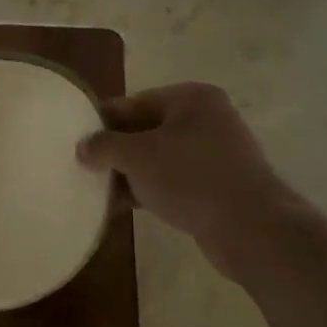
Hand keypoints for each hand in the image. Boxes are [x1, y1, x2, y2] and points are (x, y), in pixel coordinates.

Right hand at [77, 83, 289, 264]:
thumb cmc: (190, 177)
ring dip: (130, 173)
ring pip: (159, 158)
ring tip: (98, 191)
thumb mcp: (137, 156)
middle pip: (147, 129)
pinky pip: (173, 180)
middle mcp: (207, 118)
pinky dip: (150, 189)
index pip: (135, 102)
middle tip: (84, 166)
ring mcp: (215, 153)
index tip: (76, 139)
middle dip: (116, 150)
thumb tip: (84, 147)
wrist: (250, 228)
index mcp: (191, 98)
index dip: (103, 120)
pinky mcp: (218, 185)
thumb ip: (104, 146)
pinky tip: (124, 207)